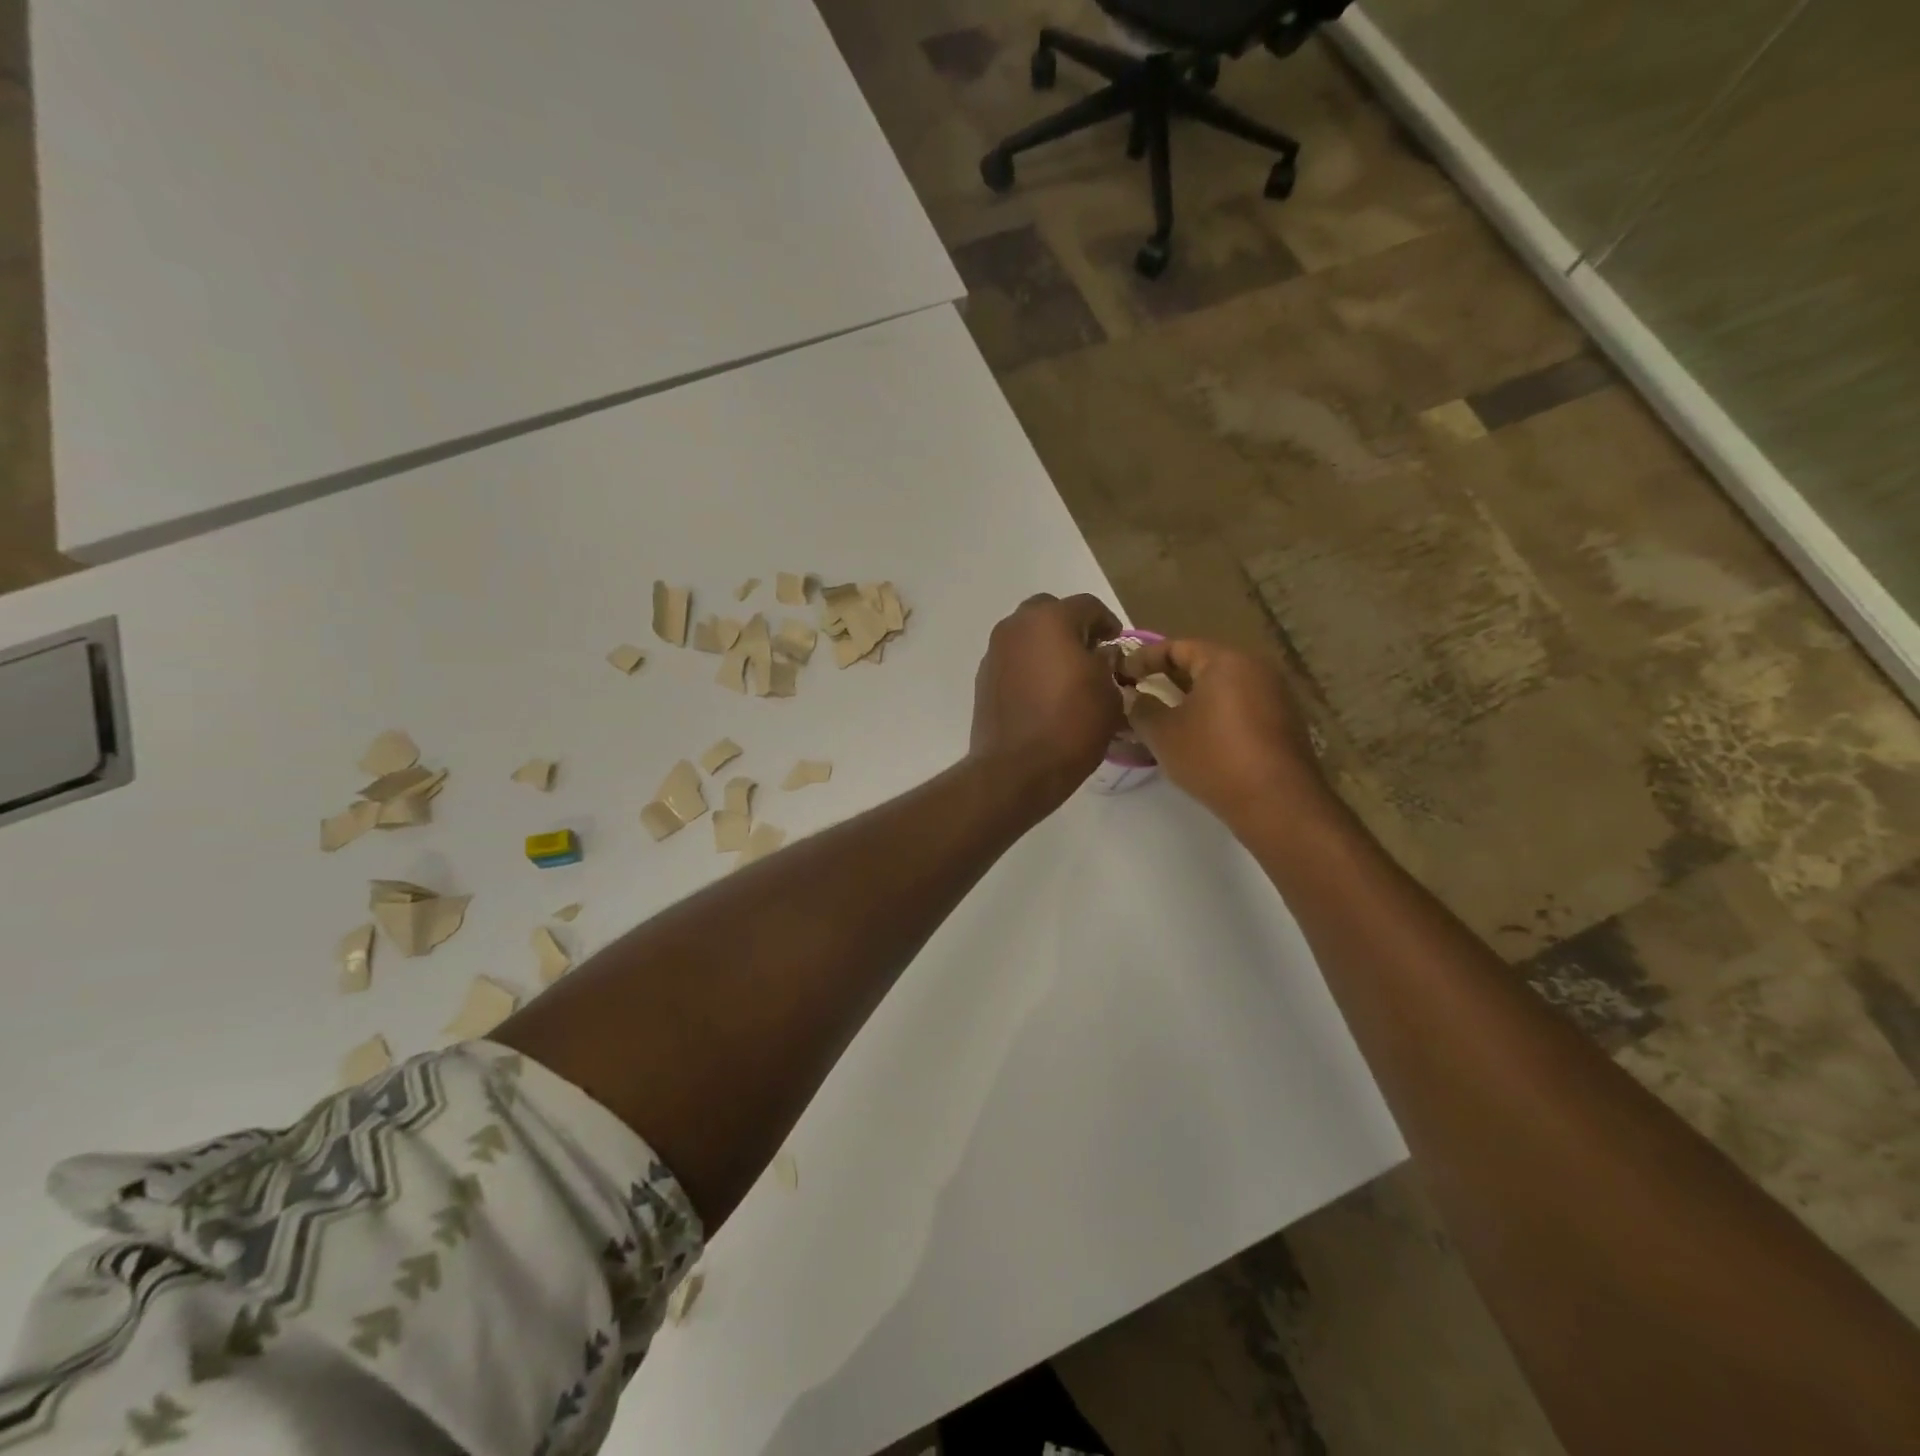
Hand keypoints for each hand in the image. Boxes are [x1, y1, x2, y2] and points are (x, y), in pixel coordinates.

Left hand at [970, 593, 1123, 809]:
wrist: (1017, 768)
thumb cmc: (1071, 726)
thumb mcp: (1108, 694)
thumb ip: (1107, 664)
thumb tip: (1099, 655)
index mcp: (1051, 620)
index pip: (1087, 606)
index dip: (1107, 623)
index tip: (1116, 643)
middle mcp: (1016, 627)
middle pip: (1049, 612)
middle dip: (1071, 627)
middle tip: (1089, 652)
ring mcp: (995, 652)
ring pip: (1026, 635)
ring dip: (1046, 645)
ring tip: (1066, 674)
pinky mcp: (984, 677)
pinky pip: (1013, 659)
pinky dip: (1029, 665)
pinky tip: (1042, 692)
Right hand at [1125, 639, 1331, 829]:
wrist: (1276, 803)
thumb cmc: (1213, 757)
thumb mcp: (1163, 733)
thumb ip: (1141, 708)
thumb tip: (1133, 697)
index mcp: (1225, 660)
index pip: (1177, 646)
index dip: (1144, 658)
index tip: (1121, 674)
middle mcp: (1255, 668)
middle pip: (1203, 664)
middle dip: (1168, 677)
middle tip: (1140, 692)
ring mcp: (1275, 695)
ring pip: (1222, 687)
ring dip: (1192, 698)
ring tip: (1164, 716)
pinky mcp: (1283, 722)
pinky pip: (1239, 706)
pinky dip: (1214, 713)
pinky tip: (1196, 736)